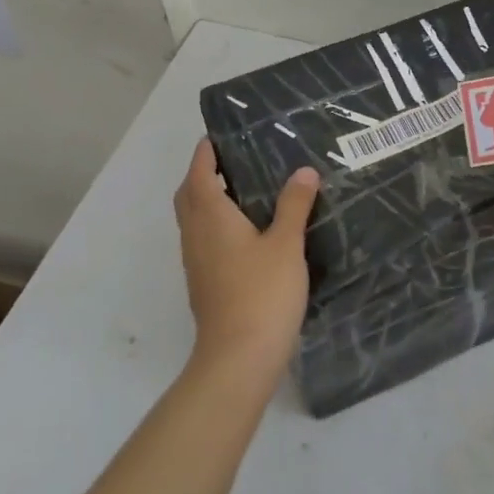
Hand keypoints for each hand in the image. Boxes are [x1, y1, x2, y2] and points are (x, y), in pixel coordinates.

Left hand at [173, 139, 319, 373]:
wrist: (239, 357)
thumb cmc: (262, 293)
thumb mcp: (286, 244)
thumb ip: (294, 205)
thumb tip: (304, 171)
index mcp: (211, 218)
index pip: (199, 174)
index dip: (205, 153)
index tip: (217, 136)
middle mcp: (196, 235)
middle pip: (189, 196)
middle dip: (202, 174)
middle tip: (232, 161)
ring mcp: (197, 262)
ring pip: (195, 220)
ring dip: (208, 200)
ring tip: (244, 190)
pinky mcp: (205, 283)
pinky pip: (204, 240)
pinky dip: (217, 224)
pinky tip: (247, 232)